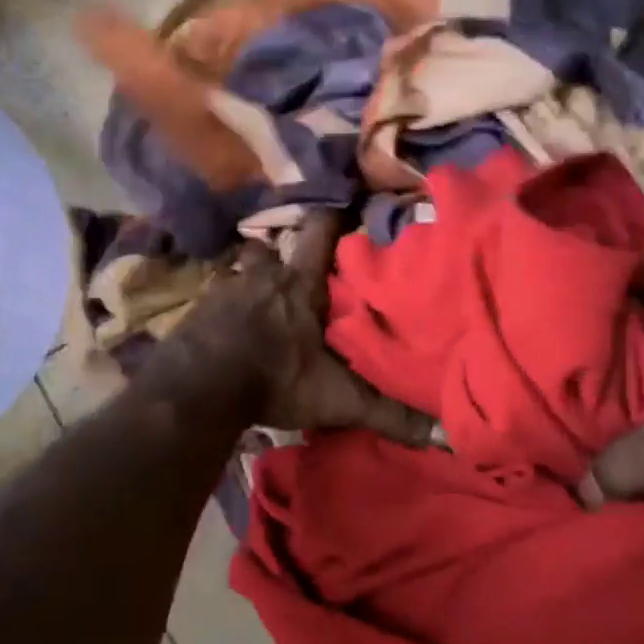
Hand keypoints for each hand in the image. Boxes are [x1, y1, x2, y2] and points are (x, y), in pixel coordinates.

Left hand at [164, 211, 435, 445]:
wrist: (197, 388)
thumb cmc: (274, 380)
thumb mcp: (338, 400)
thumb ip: (387, 412)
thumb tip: (446, 436)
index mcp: (300, 285)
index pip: (321, 231)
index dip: (333, 216)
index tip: (346, 207)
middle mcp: (263, 275)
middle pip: (276, 249)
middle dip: (287, 256)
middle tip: (300, 272)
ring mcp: (226, 288)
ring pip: (244, 269)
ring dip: (253, 279)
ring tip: (263, 297)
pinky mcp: (198, 307)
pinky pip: (216, 293)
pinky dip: (224, 303)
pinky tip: (227, 323)